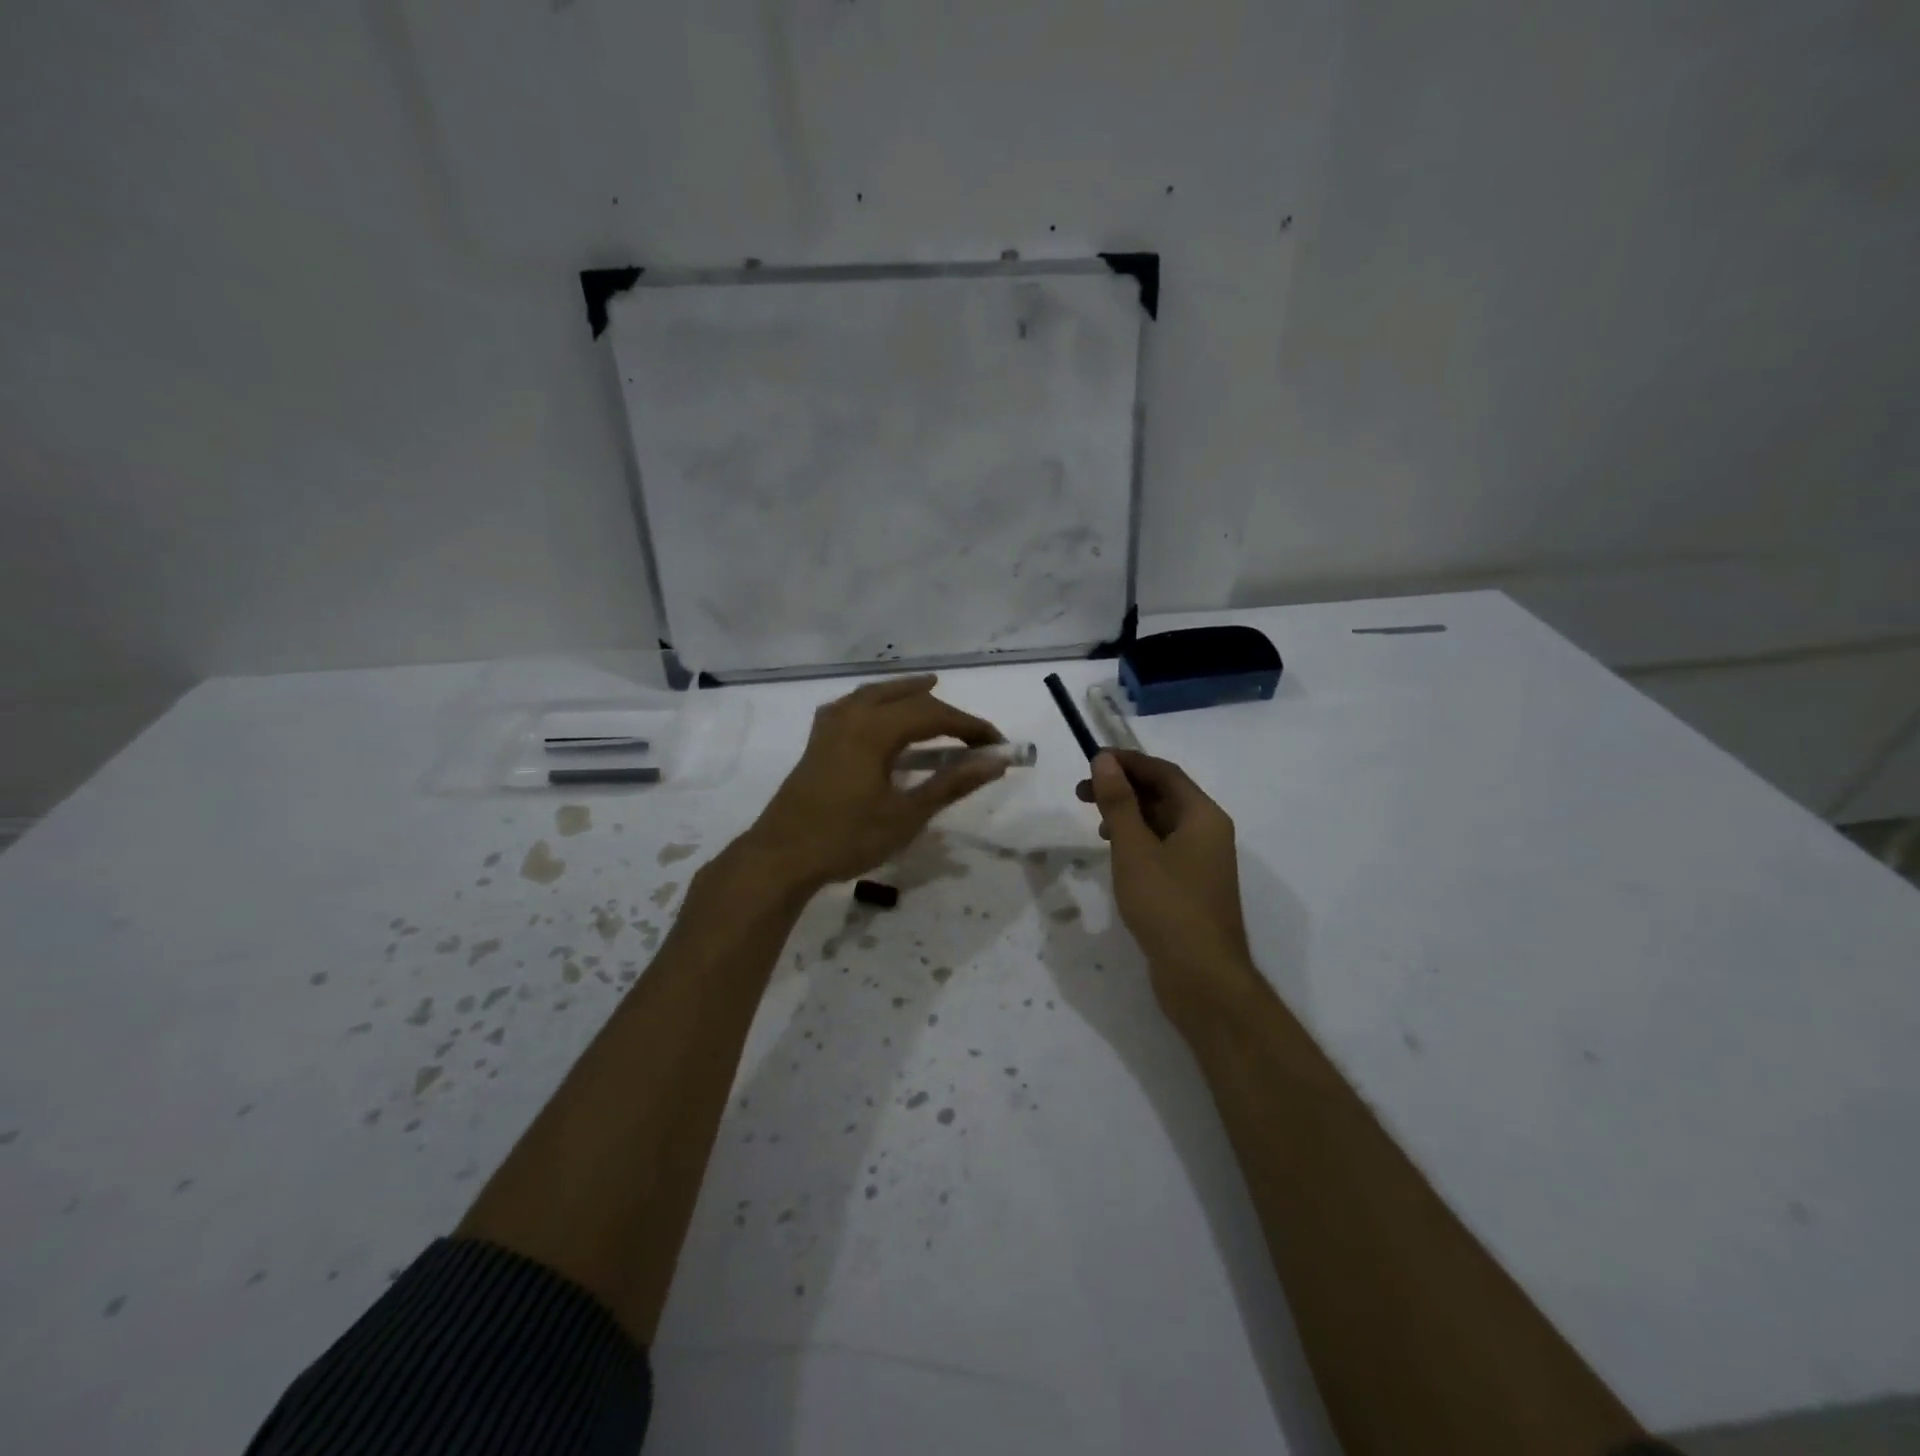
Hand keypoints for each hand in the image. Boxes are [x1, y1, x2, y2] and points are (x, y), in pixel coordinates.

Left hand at [744, 675, 1006, 892]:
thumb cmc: (847, 838)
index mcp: (874, 729)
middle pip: (905, 698)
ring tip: (930, 689)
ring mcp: (830, 727)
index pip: (934, 715)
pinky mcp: (818, 742)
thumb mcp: (906, 815)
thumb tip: (994, 762)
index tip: (997, 744)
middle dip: (943, 711)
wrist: (781, 857)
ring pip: (875, 694)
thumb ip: (951, 784)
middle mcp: (852, 716)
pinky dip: (875, 702)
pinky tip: (877, 713)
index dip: (970, 726)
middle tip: (972, 732)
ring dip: (906, 693)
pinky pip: (852, 706)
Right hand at [1077, 750, 1260, 1029]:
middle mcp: (1208, 832)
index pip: (1164, 772)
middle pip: (1164, 795)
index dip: (1127, 762)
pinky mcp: (1192, 885)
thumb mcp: (1134, 848)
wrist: (1202, 977)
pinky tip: (1115, 853)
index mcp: (1203, 815)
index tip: (1091, 760)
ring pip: (1162, 822)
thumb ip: (1118, 802)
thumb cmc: (1167, 905)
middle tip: (1081, 792)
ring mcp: (1202, 861)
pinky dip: (1137, 840)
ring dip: (1128, 814)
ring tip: (1095, 822)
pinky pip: (1163, 847)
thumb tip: (1105, 760)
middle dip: (1123, 788)